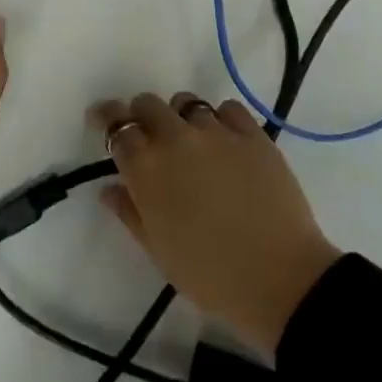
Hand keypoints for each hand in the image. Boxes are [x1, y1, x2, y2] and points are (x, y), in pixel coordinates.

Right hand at [94, 92, 340, 353]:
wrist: (279, 279)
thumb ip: (130, 212)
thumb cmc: (209, 275)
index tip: (102, 119)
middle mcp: (176, 139)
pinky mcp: (253, 135)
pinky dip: (219, 118)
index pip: (116, 126)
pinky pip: (228, 109)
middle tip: (147, 134)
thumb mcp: (158, 251)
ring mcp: (217, 132)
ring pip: (188, 102)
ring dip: (180, 116)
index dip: (106, 119)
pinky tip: (224, 140)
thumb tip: (110, 188)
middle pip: (149, 104)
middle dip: (141, 114)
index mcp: (147, 169)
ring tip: (189, 139)